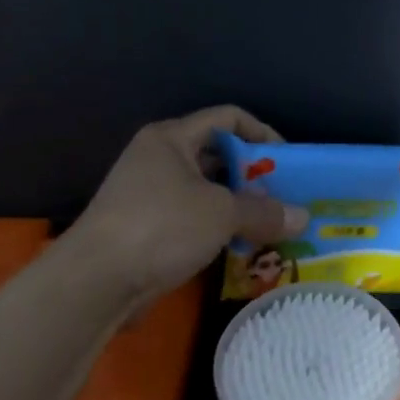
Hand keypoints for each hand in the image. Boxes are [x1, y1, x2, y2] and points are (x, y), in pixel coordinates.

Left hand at [70, 106, 306, 300]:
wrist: (96, 281)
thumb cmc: (162, 227)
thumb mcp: (222, 213)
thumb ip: (265, 212)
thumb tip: (304, 217)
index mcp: (171, 138)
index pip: (227, 118)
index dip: (262, 133)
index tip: (287, 162)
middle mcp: (158, 158)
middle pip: (217, 155)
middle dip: (253, 175)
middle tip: (283, 197)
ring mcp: (149, 194)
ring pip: (206, 190)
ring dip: (238, 205)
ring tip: (269, 225)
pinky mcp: (146, 228)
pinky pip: (193, 218)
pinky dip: (218, 227)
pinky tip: (240, 246)